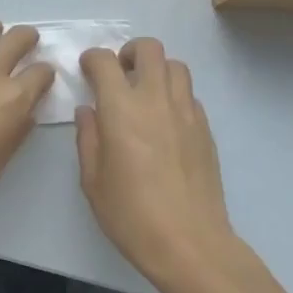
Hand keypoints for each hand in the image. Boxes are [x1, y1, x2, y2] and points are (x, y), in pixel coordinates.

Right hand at [76, 37, 236, 292]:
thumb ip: (88, 138)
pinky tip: (165, 122)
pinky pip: (190, 95)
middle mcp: (155, 99)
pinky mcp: (205, 128)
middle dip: (129, 52)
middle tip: (119, 75)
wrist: (190, 243)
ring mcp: (186, 112)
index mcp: (121, 108)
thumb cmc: (131, 214)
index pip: (105, 61)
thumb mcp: (93, 181)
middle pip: (149, 49)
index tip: (87, 70)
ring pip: (175, 66)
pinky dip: (174, 95)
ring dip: (157, 70)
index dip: (92, 59)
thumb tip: (89, 111)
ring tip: (145, 94)